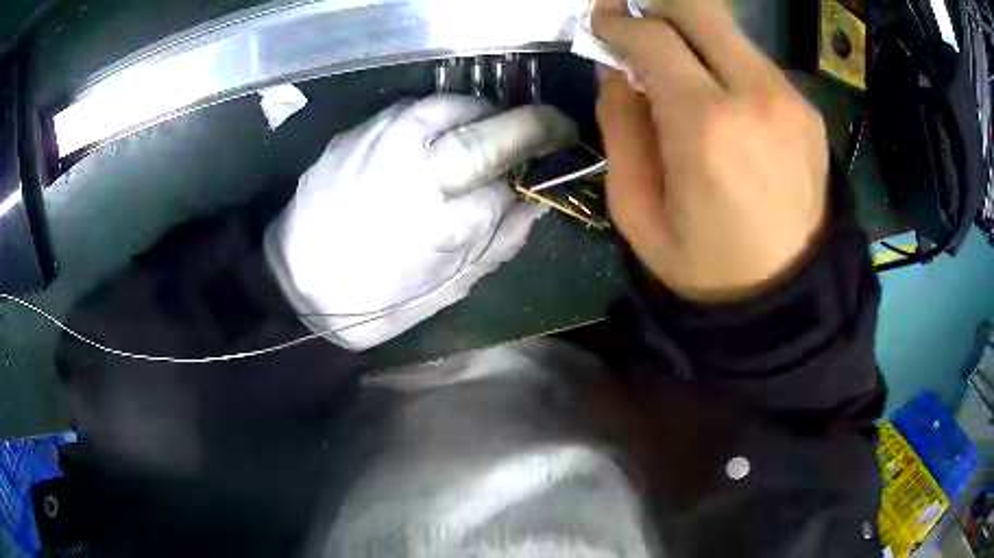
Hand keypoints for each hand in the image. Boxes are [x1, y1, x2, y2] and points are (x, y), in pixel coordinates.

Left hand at [265, 95, 576, 349]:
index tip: (555, 165)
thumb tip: (535, 205)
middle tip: (556, 128)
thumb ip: (497, 244)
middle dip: (533, 126)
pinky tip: (451, 130)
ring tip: (500, 128)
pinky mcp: (361, 130)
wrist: (297, 277)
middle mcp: (411, 174)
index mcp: (436, 227)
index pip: (506, 185)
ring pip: (455, 107)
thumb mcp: (445, 289)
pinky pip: (419, 106)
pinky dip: (449, 112)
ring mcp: (382, 144)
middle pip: (488, 136)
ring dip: (490, 114)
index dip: (535, 173)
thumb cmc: (374, 299)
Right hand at [593, 0, 828, 301]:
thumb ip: (620, 126)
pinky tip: (723, 102)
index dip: (618, 21)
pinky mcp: (808, 110)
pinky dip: (727, 64)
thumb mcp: (637, 211)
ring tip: (680, 75)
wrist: (787, 299)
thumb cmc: (705, 267)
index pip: (654, 36)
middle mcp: (756, 95)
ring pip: (729, 31)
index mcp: (707, 126)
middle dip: (659, 8)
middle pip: (700, 9)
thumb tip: (619, 71)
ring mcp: (791, 99)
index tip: (602, 23)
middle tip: (638, 30)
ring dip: (695, 38)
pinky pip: (756, 62)